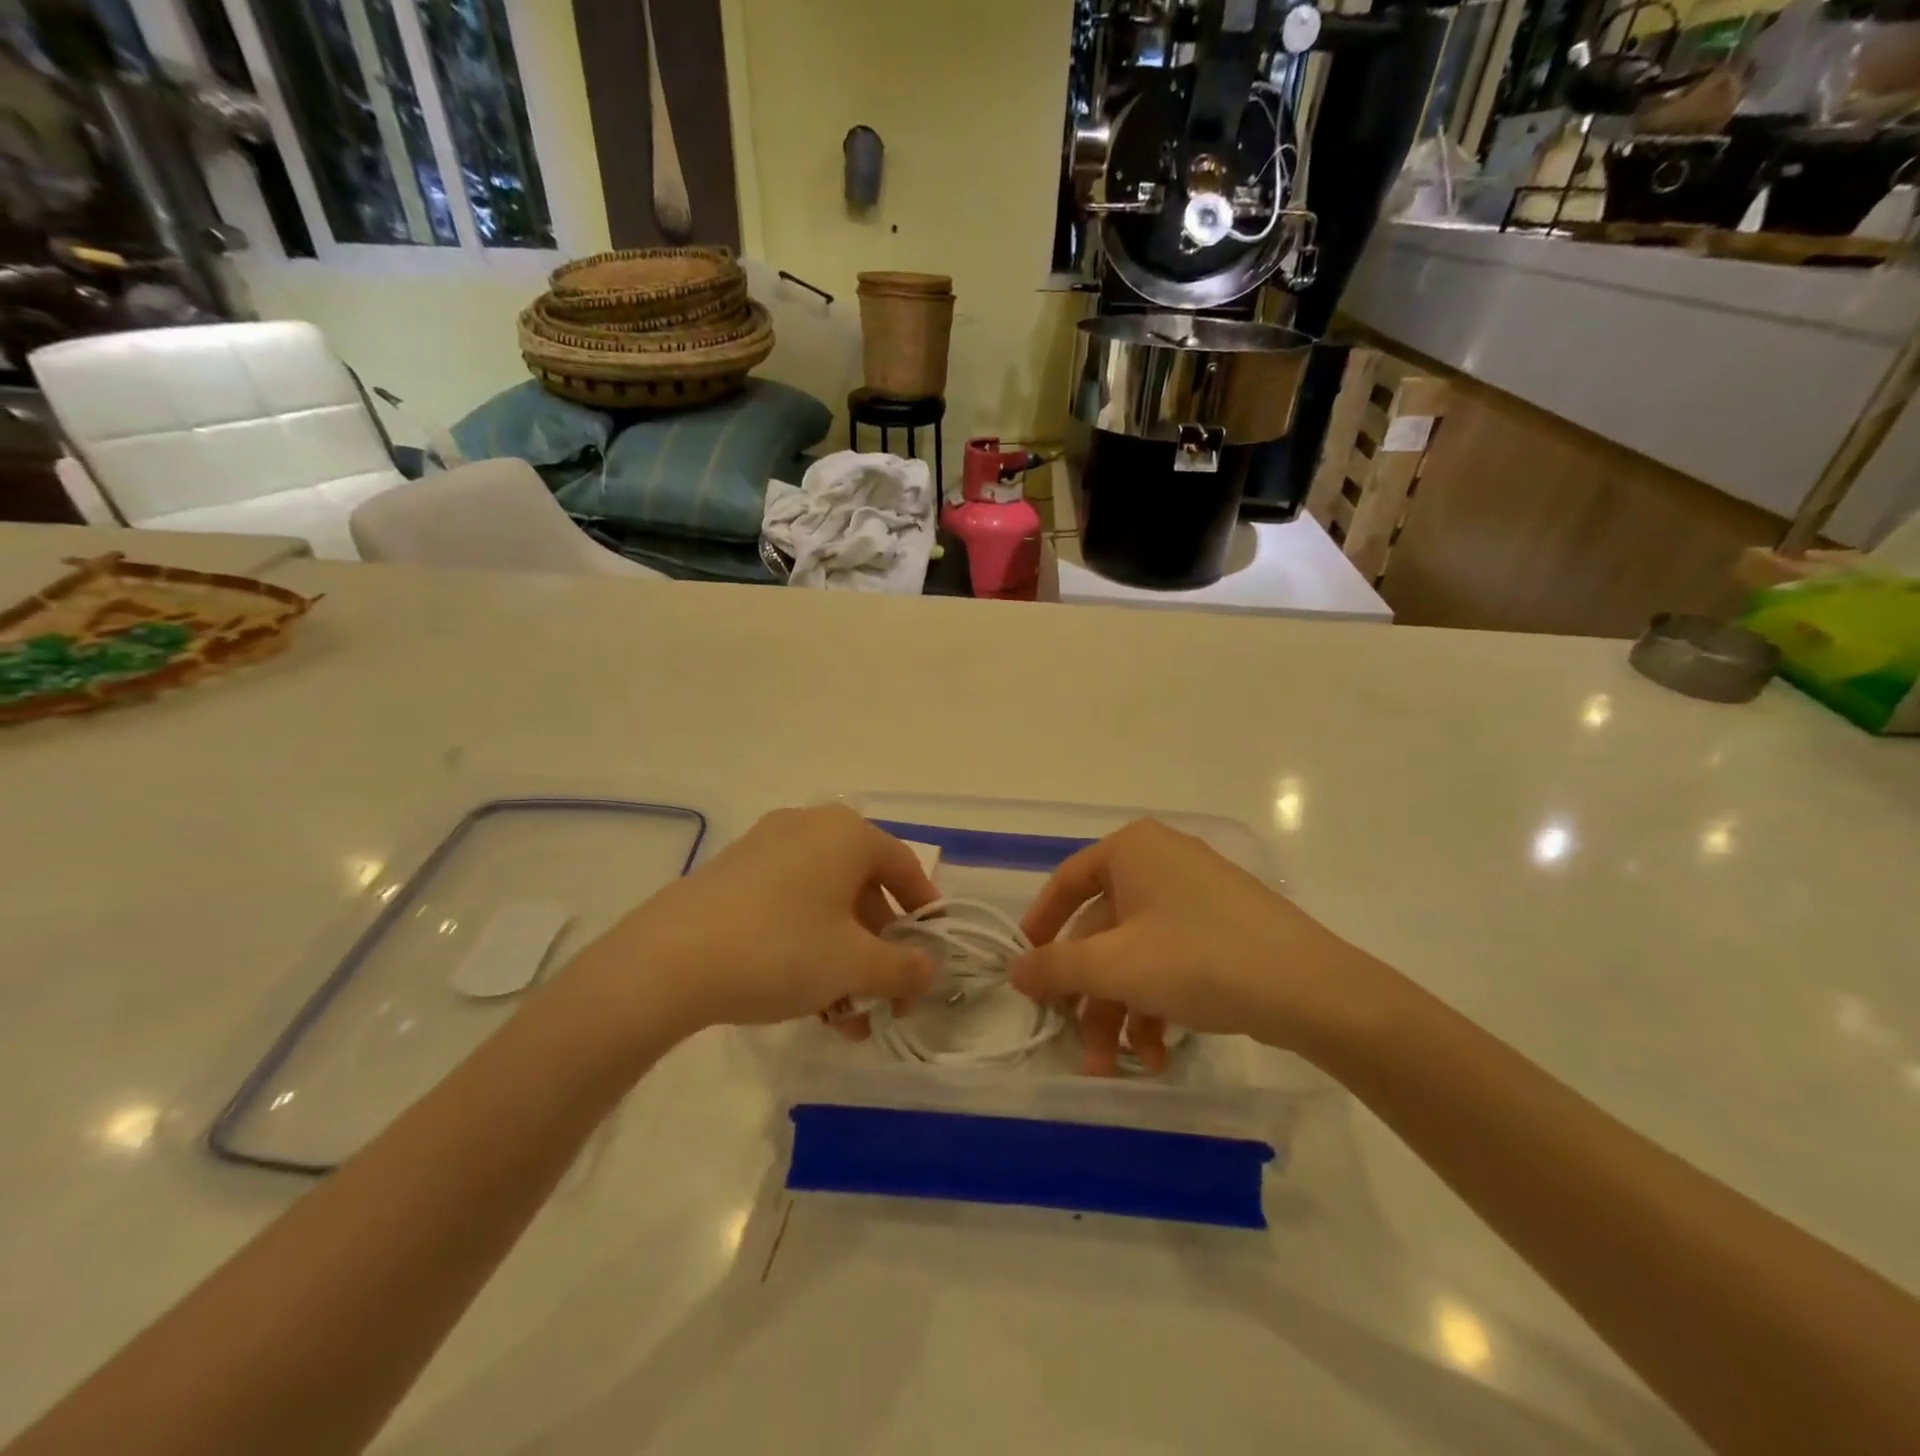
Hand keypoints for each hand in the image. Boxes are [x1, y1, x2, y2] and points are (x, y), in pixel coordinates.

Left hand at [575, 806, 937, 1037]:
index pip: (905, 867)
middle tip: (885, 999)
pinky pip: (790, 905)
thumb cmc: (781, 949)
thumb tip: (928, 970)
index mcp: (847, 834)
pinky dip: (808, 946)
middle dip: (879, 950)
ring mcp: (766, 848)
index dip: (924, 914)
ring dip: (844, 959)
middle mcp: (810, 827)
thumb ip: (903, 968)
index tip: (929, 958)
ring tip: (845, 1018)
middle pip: (864, 889)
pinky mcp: (733, 874)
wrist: (668, 961)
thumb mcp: (854, 965)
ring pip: (825, 904)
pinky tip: (806, 999)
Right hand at [1012, 819, 1388, 1070]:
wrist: (1311, 989)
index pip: (1067, 882)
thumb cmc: (1198, 958)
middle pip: (1103, 930)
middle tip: (1078, 1045)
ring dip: (1121, 1011)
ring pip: (1137, 952)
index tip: (1026, 969)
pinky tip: (1160, 1055)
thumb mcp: (1115, 966)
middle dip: (1089, 995)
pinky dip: (1157, 1004)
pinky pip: (1172, 959)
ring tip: (1120, 1067)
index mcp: (1132, 849)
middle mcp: (1162, 861)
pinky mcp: (1224, 928)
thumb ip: (1056, 967)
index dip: (1040, 926)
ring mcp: (1197, 895)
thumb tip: (1015, 970)